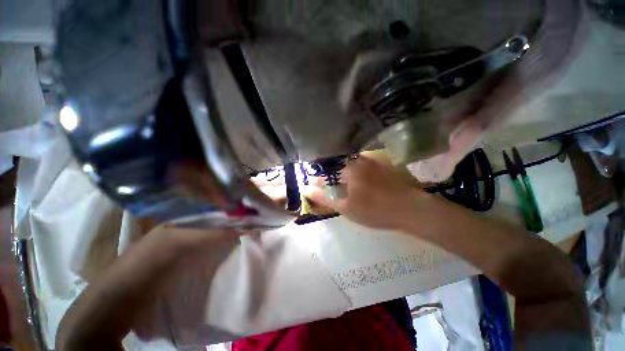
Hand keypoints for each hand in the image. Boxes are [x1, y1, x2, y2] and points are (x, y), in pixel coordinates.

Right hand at [303, 155, 429, 230]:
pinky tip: (359, 180)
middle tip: (329, 188)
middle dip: (331, 177)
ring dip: (343, 173)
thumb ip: (324, 198)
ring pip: (351, 165)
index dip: (318, 181)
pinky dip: (357, 171)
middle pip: (338, 167)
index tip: (312, 186)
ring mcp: (372, 161)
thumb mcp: (346, 208)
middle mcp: (359, 161)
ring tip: (342, 184)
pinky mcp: (383, 164)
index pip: (327, 174)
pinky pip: (363, 164)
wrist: (410, 209)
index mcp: (349, 170)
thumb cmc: (374, 210)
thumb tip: (306, 189)